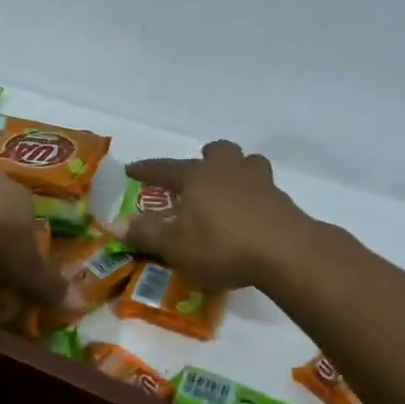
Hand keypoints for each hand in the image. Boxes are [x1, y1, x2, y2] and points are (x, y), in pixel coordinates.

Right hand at [120, 141, 311, 290]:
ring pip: (248, 163)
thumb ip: (146, 233)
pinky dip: (254, 197)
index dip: (147, 170)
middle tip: (197, 174)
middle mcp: (228, 170)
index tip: (132, 170)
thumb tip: (117, 224)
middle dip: (205, 158)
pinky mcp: (282, 201)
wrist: (286, 252)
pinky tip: (250, 216)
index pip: (164, 168)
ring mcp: (260, 182)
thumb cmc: (222, 245)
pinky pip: (264, 190)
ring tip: (229, 190)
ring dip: (236, 171)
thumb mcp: (175, 245)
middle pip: (218, 151)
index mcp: (197, 176)